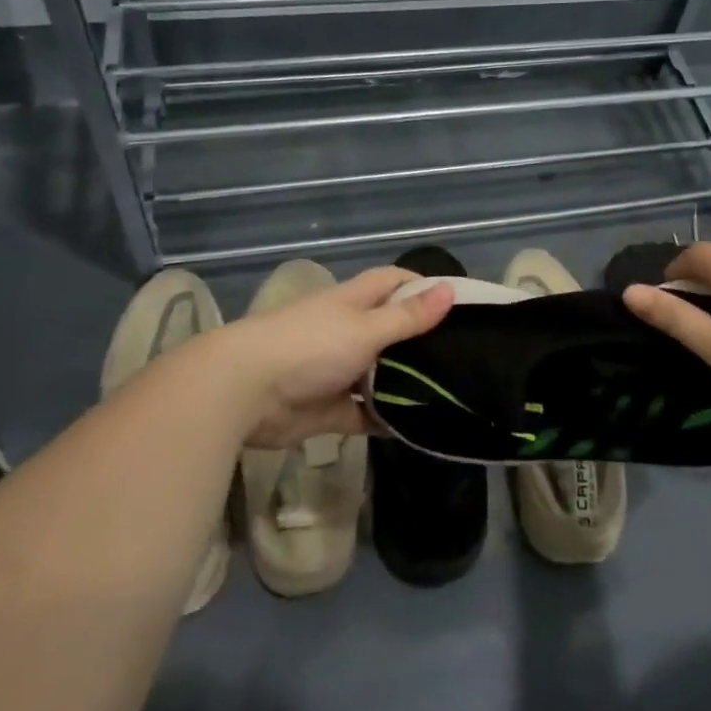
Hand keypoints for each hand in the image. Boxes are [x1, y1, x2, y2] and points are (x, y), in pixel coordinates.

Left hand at [203, 266, 454, 446]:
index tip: (459, 303)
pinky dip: (387, 420)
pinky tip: (420, 427)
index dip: (423, 287)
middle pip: (392, 330)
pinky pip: (366, 414)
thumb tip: (451, 289)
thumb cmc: (309, 346)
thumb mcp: (365, 328)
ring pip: (381, 375)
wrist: (244, 392)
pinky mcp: (330, 409)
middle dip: (422, 341)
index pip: (393, 282)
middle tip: (466, 356)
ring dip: (407, 384)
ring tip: (453, 393)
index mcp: (354, 302)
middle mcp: (348, 331)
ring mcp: (338, 371)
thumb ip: (408, 317)